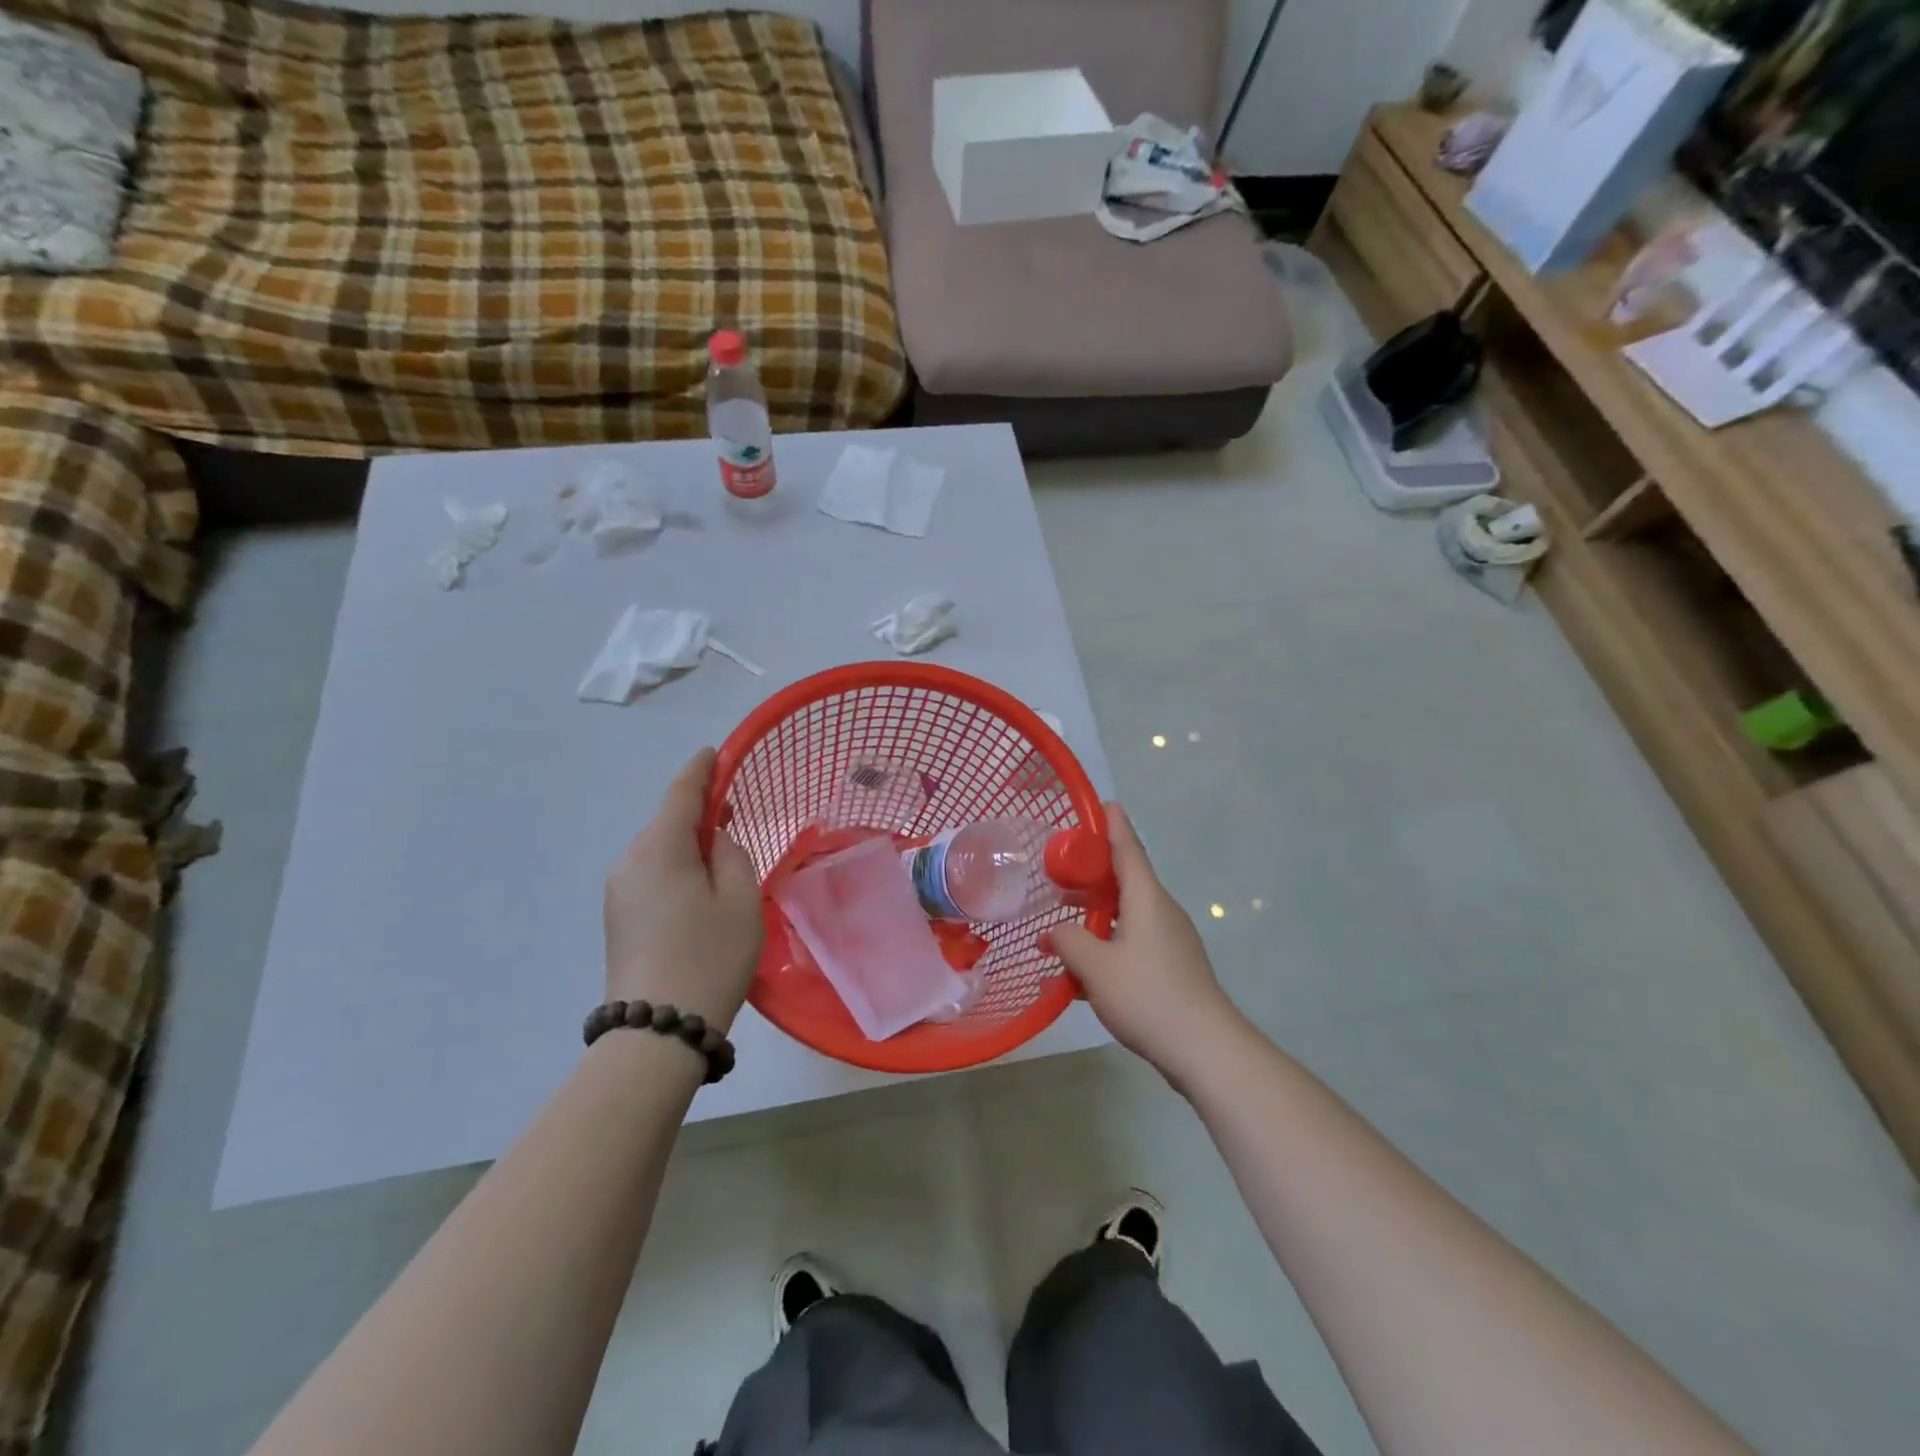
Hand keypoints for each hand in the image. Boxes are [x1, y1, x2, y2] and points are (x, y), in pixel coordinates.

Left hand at [604, 748, 763, 1030]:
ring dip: (687, 845)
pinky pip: (650, 875)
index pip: (680, 793)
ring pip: (659, 851)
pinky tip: (698, 890)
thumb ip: (731, 854)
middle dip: (697, 813)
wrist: (656, 1031)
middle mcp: (629, 861)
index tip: (714, 752)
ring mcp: (617, 891)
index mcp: (659, 849)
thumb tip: (712, 839)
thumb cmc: (710, 956)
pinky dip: (676, 869)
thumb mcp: (740, 900)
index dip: (700, 770)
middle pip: (667, 822)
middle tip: (733, 815)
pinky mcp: (617, 918)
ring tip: (721, 861)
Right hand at [1051, 804, 1244, 1085]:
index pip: (1128, 848)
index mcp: (1146, 897)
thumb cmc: (1148, 995)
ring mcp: (1170, 939)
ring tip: (1061, 920)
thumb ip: (1067, 941)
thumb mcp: (1095, 966)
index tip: (1101, 803)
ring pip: (1127, 912)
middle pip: (1125, 879)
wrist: (1205, 1048)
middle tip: (1058, 870)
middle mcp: (1161, 910)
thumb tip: (1053, 933)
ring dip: (1096, 912)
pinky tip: (1083, 968)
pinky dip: (1108, 941)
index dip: (1112, 824)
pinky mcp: (1172, 966)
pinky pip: (1134, 939)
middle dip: (1092, 873)